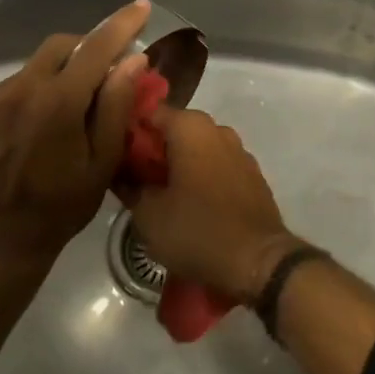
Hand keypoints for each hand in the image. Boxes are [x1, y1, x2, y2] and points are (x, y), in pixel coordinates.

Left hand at [0, 0, 151, 279]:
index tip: (141, 6)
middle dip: (86, 49)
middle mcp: (18, 90)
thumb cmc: (59, 209)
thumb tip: (133, 59)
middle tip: (103, 73)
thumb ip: (116, 105)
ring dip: (56, 76)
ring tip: (63, 113)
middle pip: (60, 46)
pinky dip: (28, 95)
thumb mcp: (102, 163)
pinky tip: (31, 129)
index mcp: (57, 103)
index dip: (122, 24)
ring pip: (33, 68)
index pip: (97, 47)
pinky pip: (7, 88)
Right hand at [125, 106, 302, 305]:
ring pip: (199, 149)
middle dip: (155, 151)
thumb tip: (121, 173)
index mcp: (191, 127)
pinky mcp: (252, 175)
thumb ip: (130, 186)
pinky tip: (192, 204)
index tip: (117, 154)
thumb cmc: (196, 230)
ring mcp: (239, 151)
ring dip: (180, 165)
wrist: (257, 260)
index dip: (131, 131)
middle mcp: (218, 130)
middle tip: (135, 179)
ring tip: (162, 195)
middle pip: (176, 131)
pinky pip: (218, 166)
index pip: (151, 113)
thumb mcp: (148, 214)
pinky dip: (203, 177)